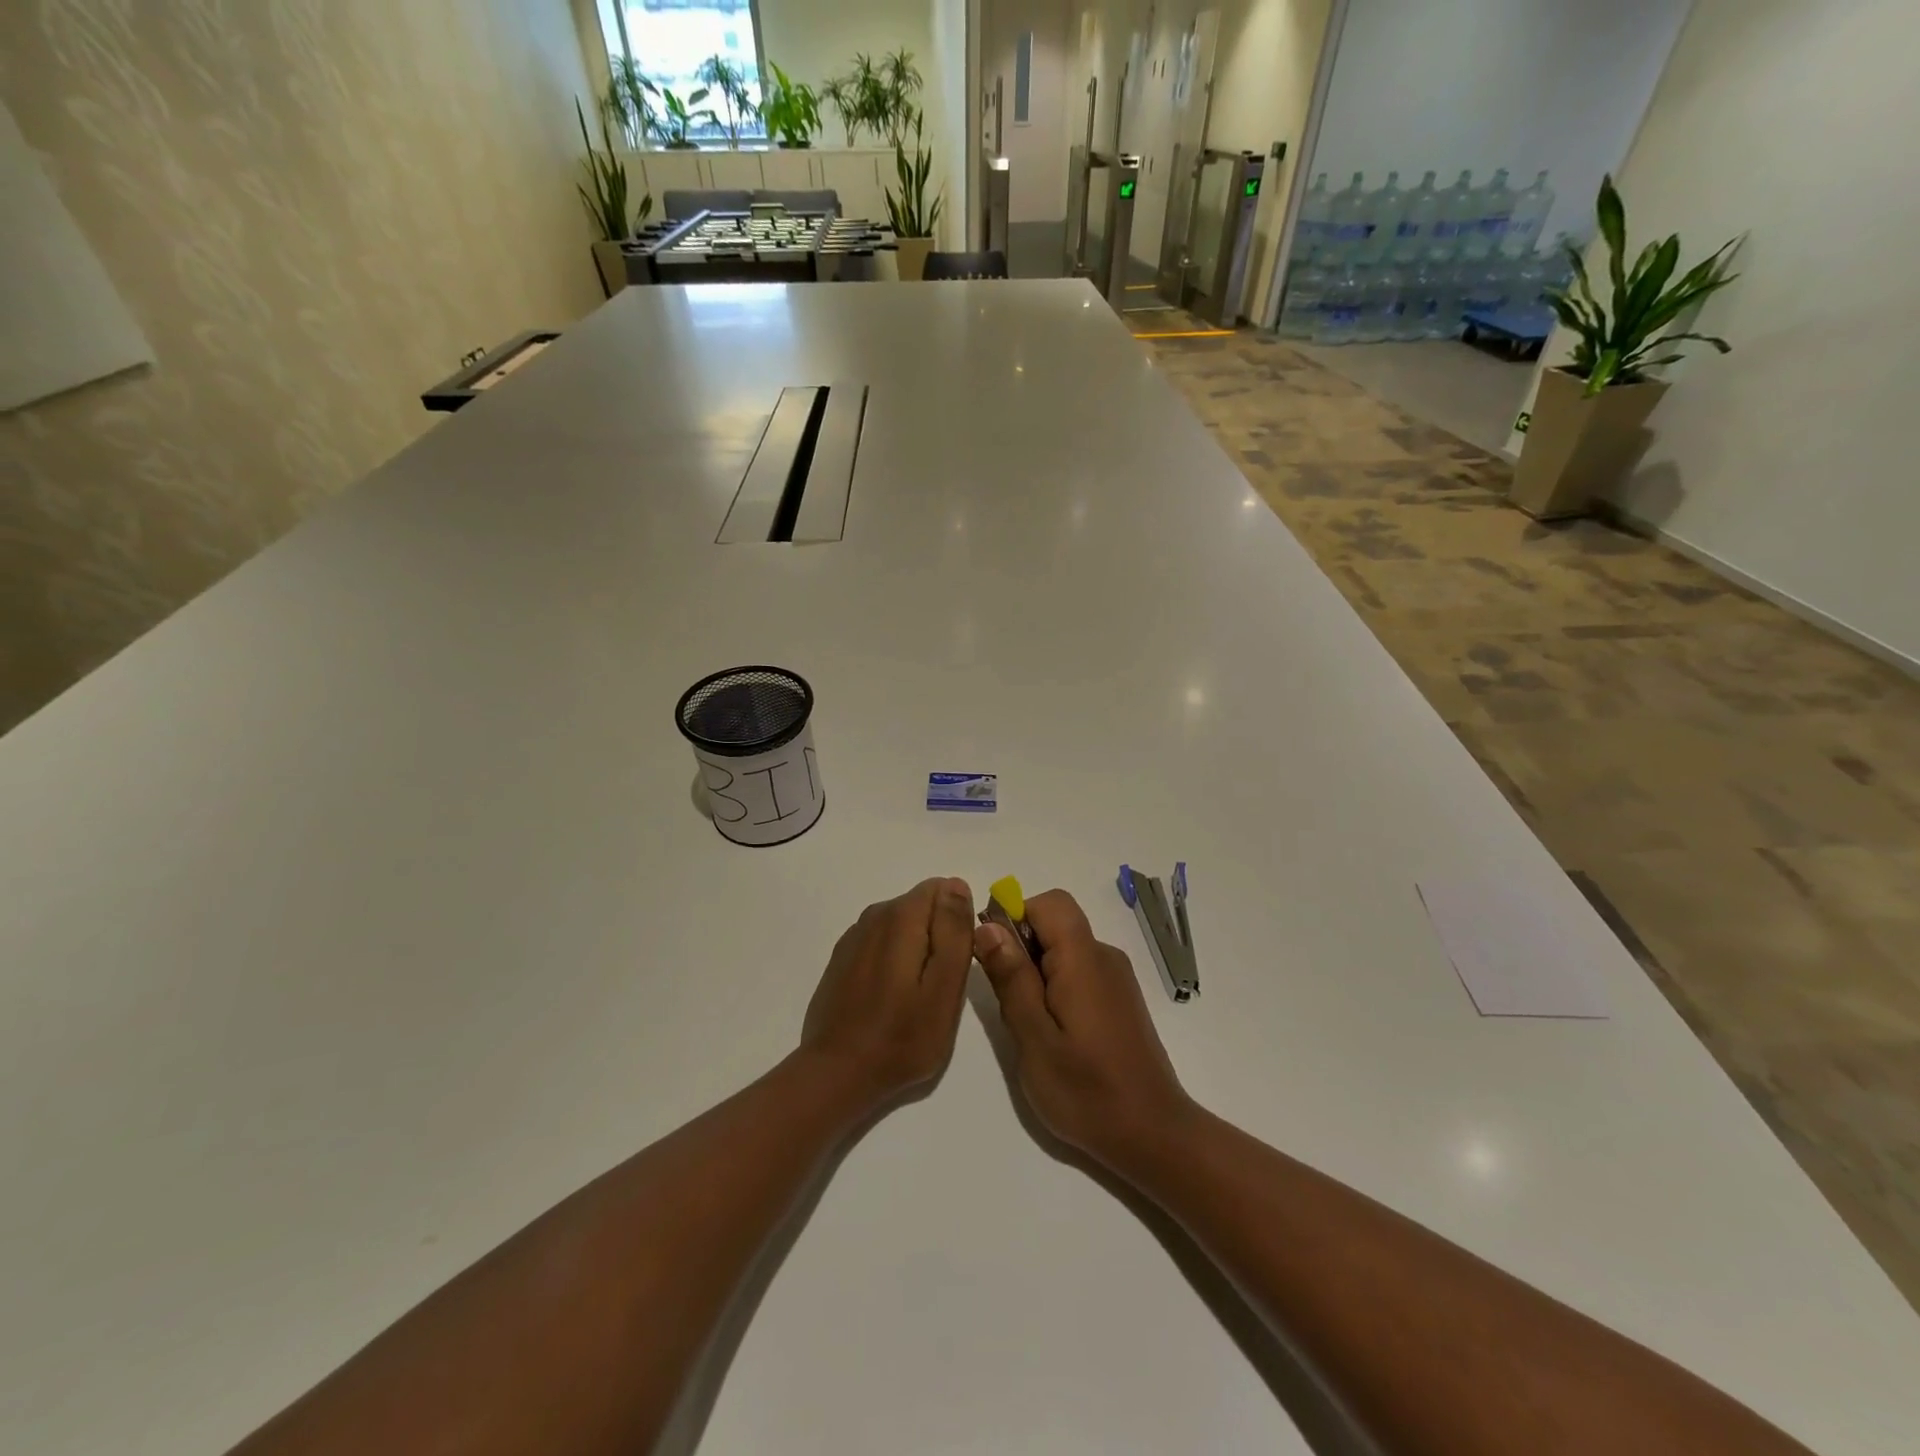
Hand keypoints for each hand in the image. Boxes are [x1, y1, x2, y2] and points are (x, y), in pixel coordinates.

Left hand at [801, 878, 976, 1108]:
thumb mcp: (944, 987)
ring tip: (916, 997)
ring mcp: (854, 936)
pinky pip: (882, 943)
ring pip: (902, 925)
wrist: (838, 1073)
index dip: (957, 922)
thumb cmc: (902, 1037)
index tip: (956, 962)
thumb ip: (954, 931)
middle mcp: (875, 914)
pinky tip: (890, 998)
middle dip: (938, 936)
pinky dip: (893, 960)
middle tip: (939, 987)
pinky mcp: (843, 958)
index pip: (944, 889)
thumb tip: (957, 885)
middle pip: (922, 906)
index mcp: (901, 916)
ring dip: (916, 950)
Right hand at [973, 889, 1193, 1170]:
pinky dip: (1057, 989)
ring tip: (1032, 1029)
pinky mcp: (1120, 999)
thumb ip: (1011, 978)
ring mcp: (1117, 978)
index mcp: (1084, 959)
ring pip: (1065, 950)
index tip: (996, 959)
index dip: (1016, 916)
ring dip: (1037, 973)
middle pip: (1055, 924)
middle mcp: (1104, 957)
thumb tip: (988, 927)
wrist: (1154, 1135)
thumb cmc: (1087, 1091)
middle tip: (1012, 1005)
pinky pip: (1080, 972)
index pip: (1049, 903)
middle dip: (1022, 950)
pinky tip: (1056, 1037)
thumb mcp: (1034, 1038)